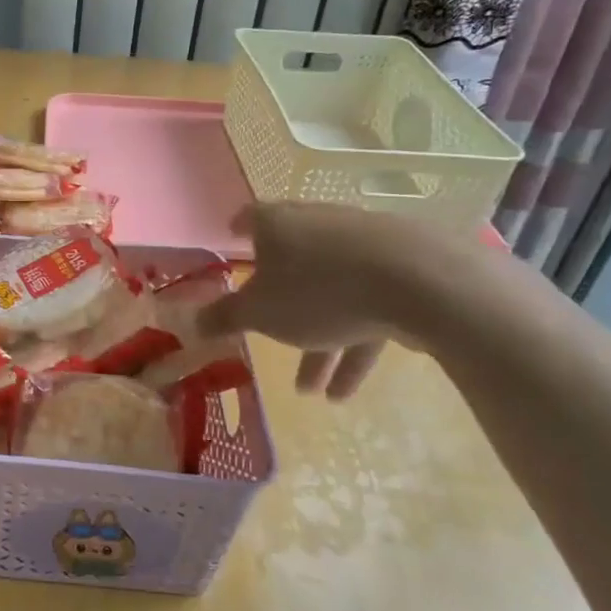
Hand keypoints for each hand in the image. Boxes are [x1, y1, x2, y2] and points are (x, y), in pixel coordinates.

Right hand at [196, 203, 444, 400]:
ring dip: (318, 343)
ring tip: (312, 393)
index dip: (237, 229)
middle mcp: (318, 225)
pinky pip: (367, 308)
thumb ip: (223, 318)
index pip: (250, 218)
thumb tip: (190, 322)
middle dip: (279, 309)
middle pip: (291, 264)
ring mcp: (363, 244)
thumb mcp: (259, 313)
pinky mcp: (402, 269)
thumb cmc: (318, 291)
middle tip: (268, 338)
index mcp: (278, 224)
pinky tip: (346, 390)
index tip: (232, 235)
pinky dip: (354, 343)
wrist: (420, 282)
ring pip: (331, 294)